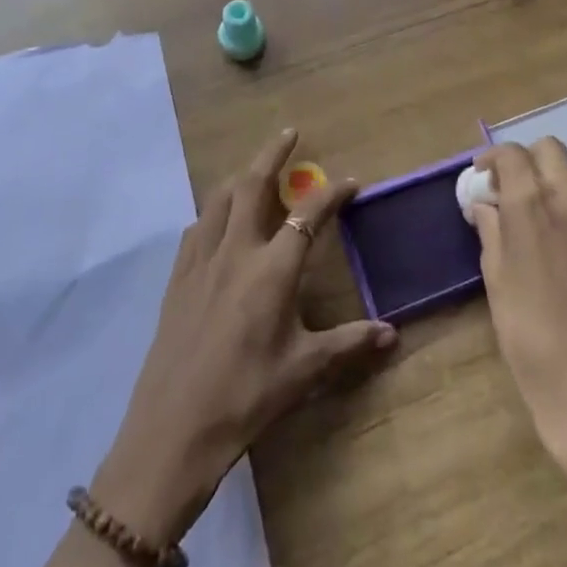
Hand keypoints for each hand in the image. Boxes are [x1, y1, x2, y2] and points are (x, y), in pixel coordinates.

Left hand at [93, 129, 397, 545]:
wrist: (173, 431)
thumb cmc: (246, 398)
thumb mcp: (304, 372)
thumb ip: (349, 344)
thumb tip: (392, 334)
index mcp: (272, 269)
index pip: (308, 214)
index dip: (332, 194)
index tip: (350, 182)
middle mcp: (236, 251)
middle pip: (253, 184)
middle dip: (273, 154)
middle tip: (289, 134)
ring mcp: (201, 261)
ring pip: (219, 199)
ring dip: (240, 176)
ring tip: (254, 171)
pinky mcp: (177, 278)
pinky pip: (196, 228)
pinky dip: (212, 212)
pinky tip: (216, 222)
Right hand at [469, 138, 566, 470]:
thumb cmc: (531, 337)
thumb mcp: (496, 281)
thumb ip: (491, 231)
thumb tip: (486, 206)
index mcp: (533, 204)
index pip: (512, 154)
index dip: (492, 159)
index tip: (481, 177)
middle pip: (550, 151)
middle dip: (526, 161)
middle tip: (508, 191)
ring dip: (550, 190)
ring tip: (534, 230)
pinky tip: (561, 257)